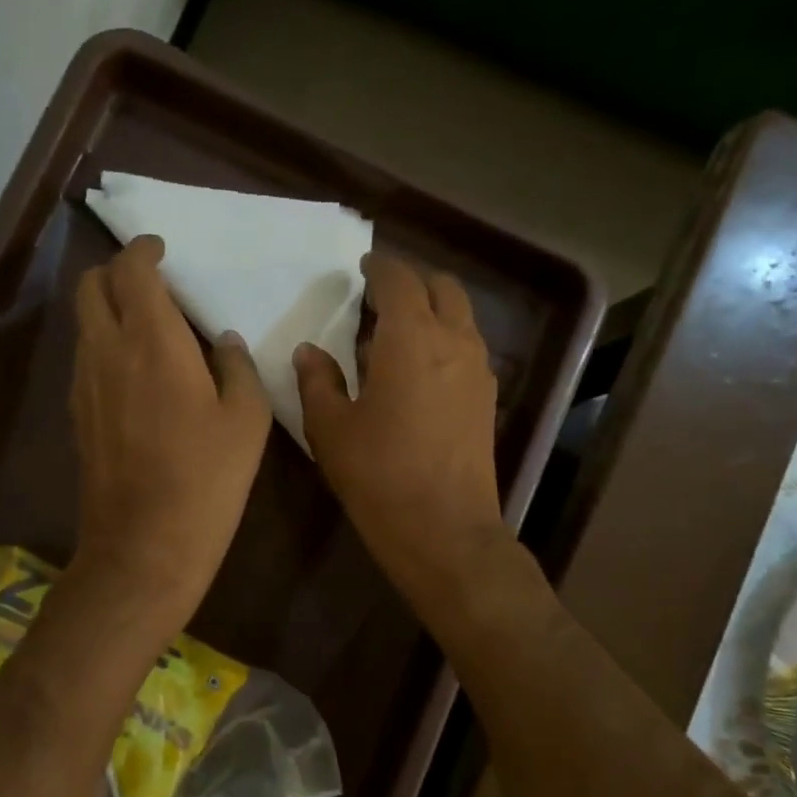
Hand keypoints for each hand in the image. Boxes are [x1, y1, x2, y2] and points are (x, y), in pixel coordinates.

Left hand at [69, 236, 270, 624]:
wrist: (144, 545)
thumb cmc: (206, 479)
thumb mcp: (247, 420)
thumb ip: (237, 367)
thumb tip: (223, 341)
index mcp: (152, 340)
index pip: (131, 269)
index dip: (144, 250)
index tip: (162, 251)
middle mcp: (106, 350)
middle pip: (90, 286)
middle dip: (116, 272)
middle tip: (151, 286)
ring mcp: (83, 384)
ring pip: (83, 324)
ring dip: (108, 311)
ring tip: (147, 330)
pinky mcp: (76, 415)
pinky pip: (85, 360)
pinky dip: (103, 347)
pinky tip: (134, 375)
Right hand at [294, 251, 510, 603]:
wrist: (443, 529)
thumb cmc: (379, 475)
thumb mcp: (331, 429)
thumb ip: (318, 381)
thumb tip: (309, 352)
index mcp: (412, 338)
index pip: (399, 280)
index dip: (379, 267)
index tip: (361, 268)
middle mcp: (454, 341)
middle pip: (441, 287)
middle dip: (411, 281)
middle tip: (378, 297)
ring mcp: (478, 370)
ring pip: (460, 316)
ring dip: (431, 310)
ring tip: (394, 333)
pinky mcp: (487, 398)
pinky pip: (467, 346)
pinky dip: (444, 338)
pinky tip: (417, 368)